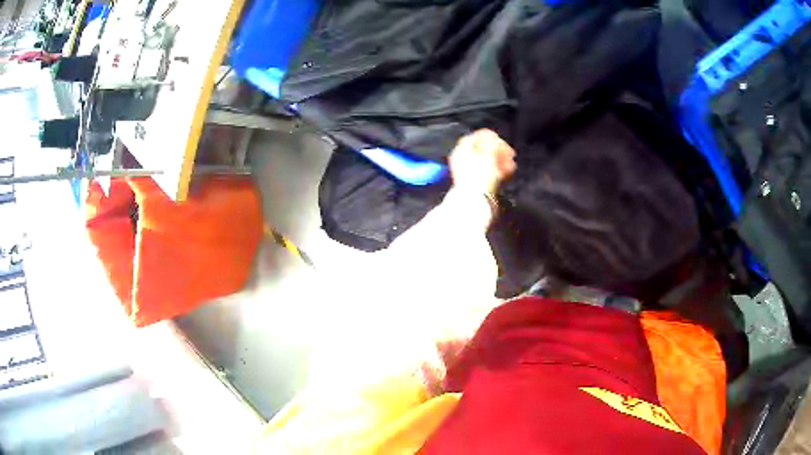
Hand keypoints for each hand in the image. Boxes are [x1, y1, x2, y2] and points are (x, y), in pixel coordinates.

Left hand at [449, 129, 515, 195]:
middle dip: (499, 151)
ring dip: (501, 160)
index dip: (492, 138)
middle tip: (509, 154)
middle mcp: (462, 159)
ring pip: (487, 160)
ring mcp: (469, 171)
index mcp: (461, 150)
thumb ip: (491, 143)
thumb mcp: (487, 155)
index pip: (477, 137)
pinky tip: (508, 171)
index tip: (502, 142)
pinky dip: (498, 170)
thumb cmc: (478, 178)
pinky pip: (488, 171)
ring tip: (511, 164)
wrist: (474, 202)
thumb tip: (493, 138)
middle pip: (483, 149)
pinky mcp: (475, 181)